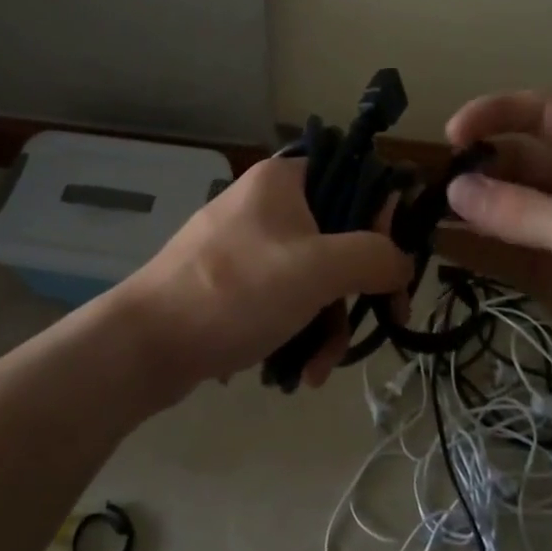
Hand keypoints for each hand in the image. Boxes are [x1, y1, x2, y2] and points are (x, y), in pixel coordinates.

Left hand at [122, 156, 412, 398]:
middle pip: (338, 237)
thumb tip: (404, 261)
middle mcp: (266, 204)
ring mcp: (247, 244)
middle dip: (355, 292)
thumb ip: (374, 257)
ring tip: (315, 369)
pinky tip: (295, 370)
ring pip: (313, 276)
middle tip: (380, 323)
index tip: (393, 268)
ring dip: (327, 323)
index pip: (355, 180)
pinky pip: (283, 298)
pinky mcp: (232, 282)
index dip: (383, 222)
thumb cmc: (236, 291)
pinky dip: (297, 330)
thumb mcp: (318, 269)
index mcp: (284, 180)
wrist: (147, 342)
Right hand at [436, 92, 551, 424]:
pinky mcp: (551, 277)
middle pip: (510, 162)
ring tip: (415, 218)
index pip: (538, 115)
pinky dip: (470, 251)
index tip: (451, 137)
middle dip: (470, 170)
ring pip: (500, 210)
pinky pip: (501, 254)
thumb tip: (453, 190)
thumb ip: (526, 212)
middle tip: (423, 191)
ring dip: (462, 211)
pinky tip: (435, 251)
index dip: (493, 115)